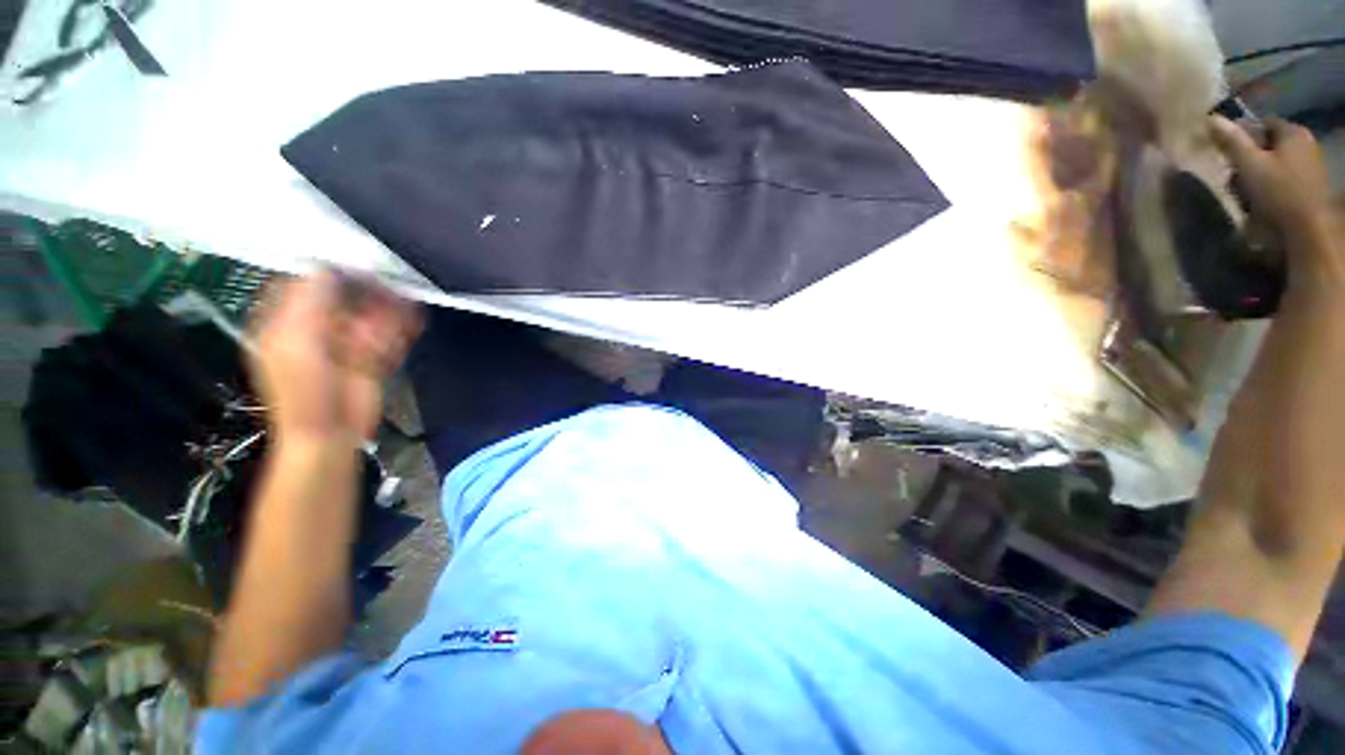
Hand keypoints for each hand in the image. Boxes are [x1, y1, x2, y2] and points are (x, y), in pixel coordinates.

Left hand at [249, 271, 420, 448]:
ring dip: (388, 313)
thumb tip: (329, 269)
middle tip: (387, 289)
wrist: (333, 432)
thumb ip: (310, 303)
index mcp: (289, 320)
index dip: (333, 271)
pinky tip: (405, 328)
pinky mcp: (373, 357)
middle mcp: (318, 327)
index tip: (359, 264)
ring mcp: (348, 342)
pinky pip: (389, 334)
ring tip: (397, 311)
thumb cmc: (304, 392)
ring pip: (373, 315)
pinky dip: (400, 330)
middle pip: (347, 297)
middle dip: (368, 294)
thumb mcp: (297, 341)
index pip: (309, 283)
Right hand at [1208, 116, 1340, 301]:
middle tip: (1233, 173)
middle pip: (1269, 144)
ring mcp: (1311, 165)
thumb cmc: (1278, 193)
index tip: (1224, 151)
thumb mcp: (1249, 165)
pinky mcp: (1311, 186)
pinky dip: (1271, 184)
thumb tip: (1211, 119)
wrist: (1307, 230)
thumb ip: (1231, 142)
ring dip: (1259, 172)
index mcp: (1293, 132)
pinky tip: (1262, 199)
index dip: (1241, 135)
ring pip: (1276, 161)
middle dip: (1250, 156)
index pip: (1261, 124)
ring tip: (1245, 190)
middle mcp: (1306, 143)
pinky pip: (1285, 177)